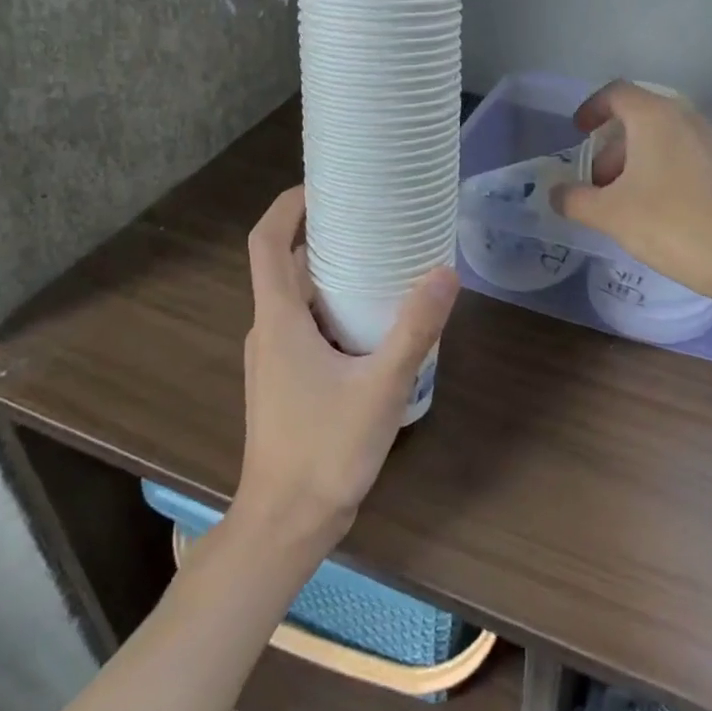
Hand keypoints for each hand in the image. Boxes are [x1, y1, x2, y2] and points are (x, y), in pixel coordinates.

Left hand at [232, 187, 458, 549]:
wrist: (285, 526)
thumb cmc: (325, 451)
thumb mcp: (381, 386)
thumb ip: (414, 329)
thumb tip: (445, 272)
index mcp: (279, 320)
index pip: (266, 243)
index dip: (287, 206)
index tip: (322, 184)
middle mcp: (269, 331)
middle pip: (288, 266)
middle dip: (326, 236)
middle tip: (375, 219)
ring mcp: (273, 358)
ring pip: (300, 299)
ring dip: (334, 275)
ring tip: (385, 262)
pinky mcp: (285, 380)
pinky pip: (307, 326)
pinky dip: (336, 309)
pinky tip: (376, 322)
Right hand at [551, 81, 711, 300]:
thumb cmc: (670, 223)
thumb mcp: (610, 213)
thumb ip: (575, 199)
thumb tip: (556, 193)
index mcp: (654, 116)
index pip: (616, 93)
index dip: (591, 108)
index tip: (577, 133)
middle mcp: (682, 118)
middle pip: (636, 119)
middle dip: (608, 148)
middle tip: (593, 184)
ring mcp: (706, 142)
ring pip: (657, 140)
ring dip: (630, 163)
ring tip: (617, 203)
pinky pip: (677, 157)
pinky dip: (654, 172)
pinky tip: (648, 211)